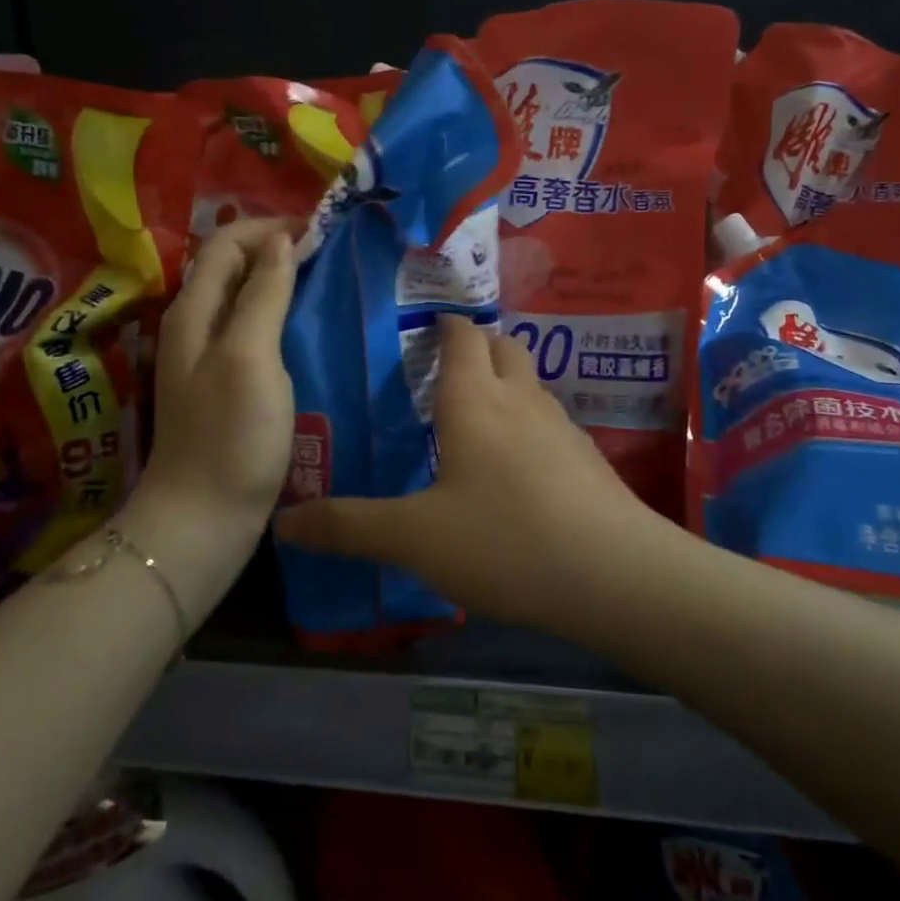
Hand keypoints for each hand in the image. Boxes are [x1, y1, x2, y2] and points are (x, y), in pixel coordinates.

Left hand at [136, 219, 296, 535]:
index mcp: (194, 311)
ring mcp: (208, 357)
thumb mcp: (249, 356)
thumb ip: (263, 294)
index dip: (267, 227)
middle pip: (231, 266)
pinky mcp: (226, 384)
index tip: (317, 229)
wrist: (203, 519)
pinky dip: (279, 314)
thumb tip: (279, 239)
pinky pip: (252, 330)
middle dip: (274, 248)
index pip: (224, 243)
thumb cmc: (231, 435)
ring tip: (324, 280)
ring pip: (243, 298)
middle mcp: (194, 326)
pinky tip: (308, 328)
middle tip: (327, 251)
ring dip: (278, 280)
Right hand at [274, 313, 658, 633]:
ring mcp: (562, 429)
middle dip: (478, 347)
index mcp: (475, 399)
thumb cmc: (504, 540)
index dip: (445, 325)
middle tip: (446, 369)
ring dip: (507, 386)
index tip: (426, 325)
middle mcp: (521, 400)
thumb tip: (283, 522)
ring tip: (477, 416)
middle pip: (504, 348)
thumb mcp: (412, 538)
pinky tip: (517, 469)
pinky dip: (529, 428)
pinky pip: (551, 425)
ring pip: (531, 386)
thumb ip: (348, 527)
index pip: (462, 337)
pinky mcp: (589, 462)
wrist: (616, 576)